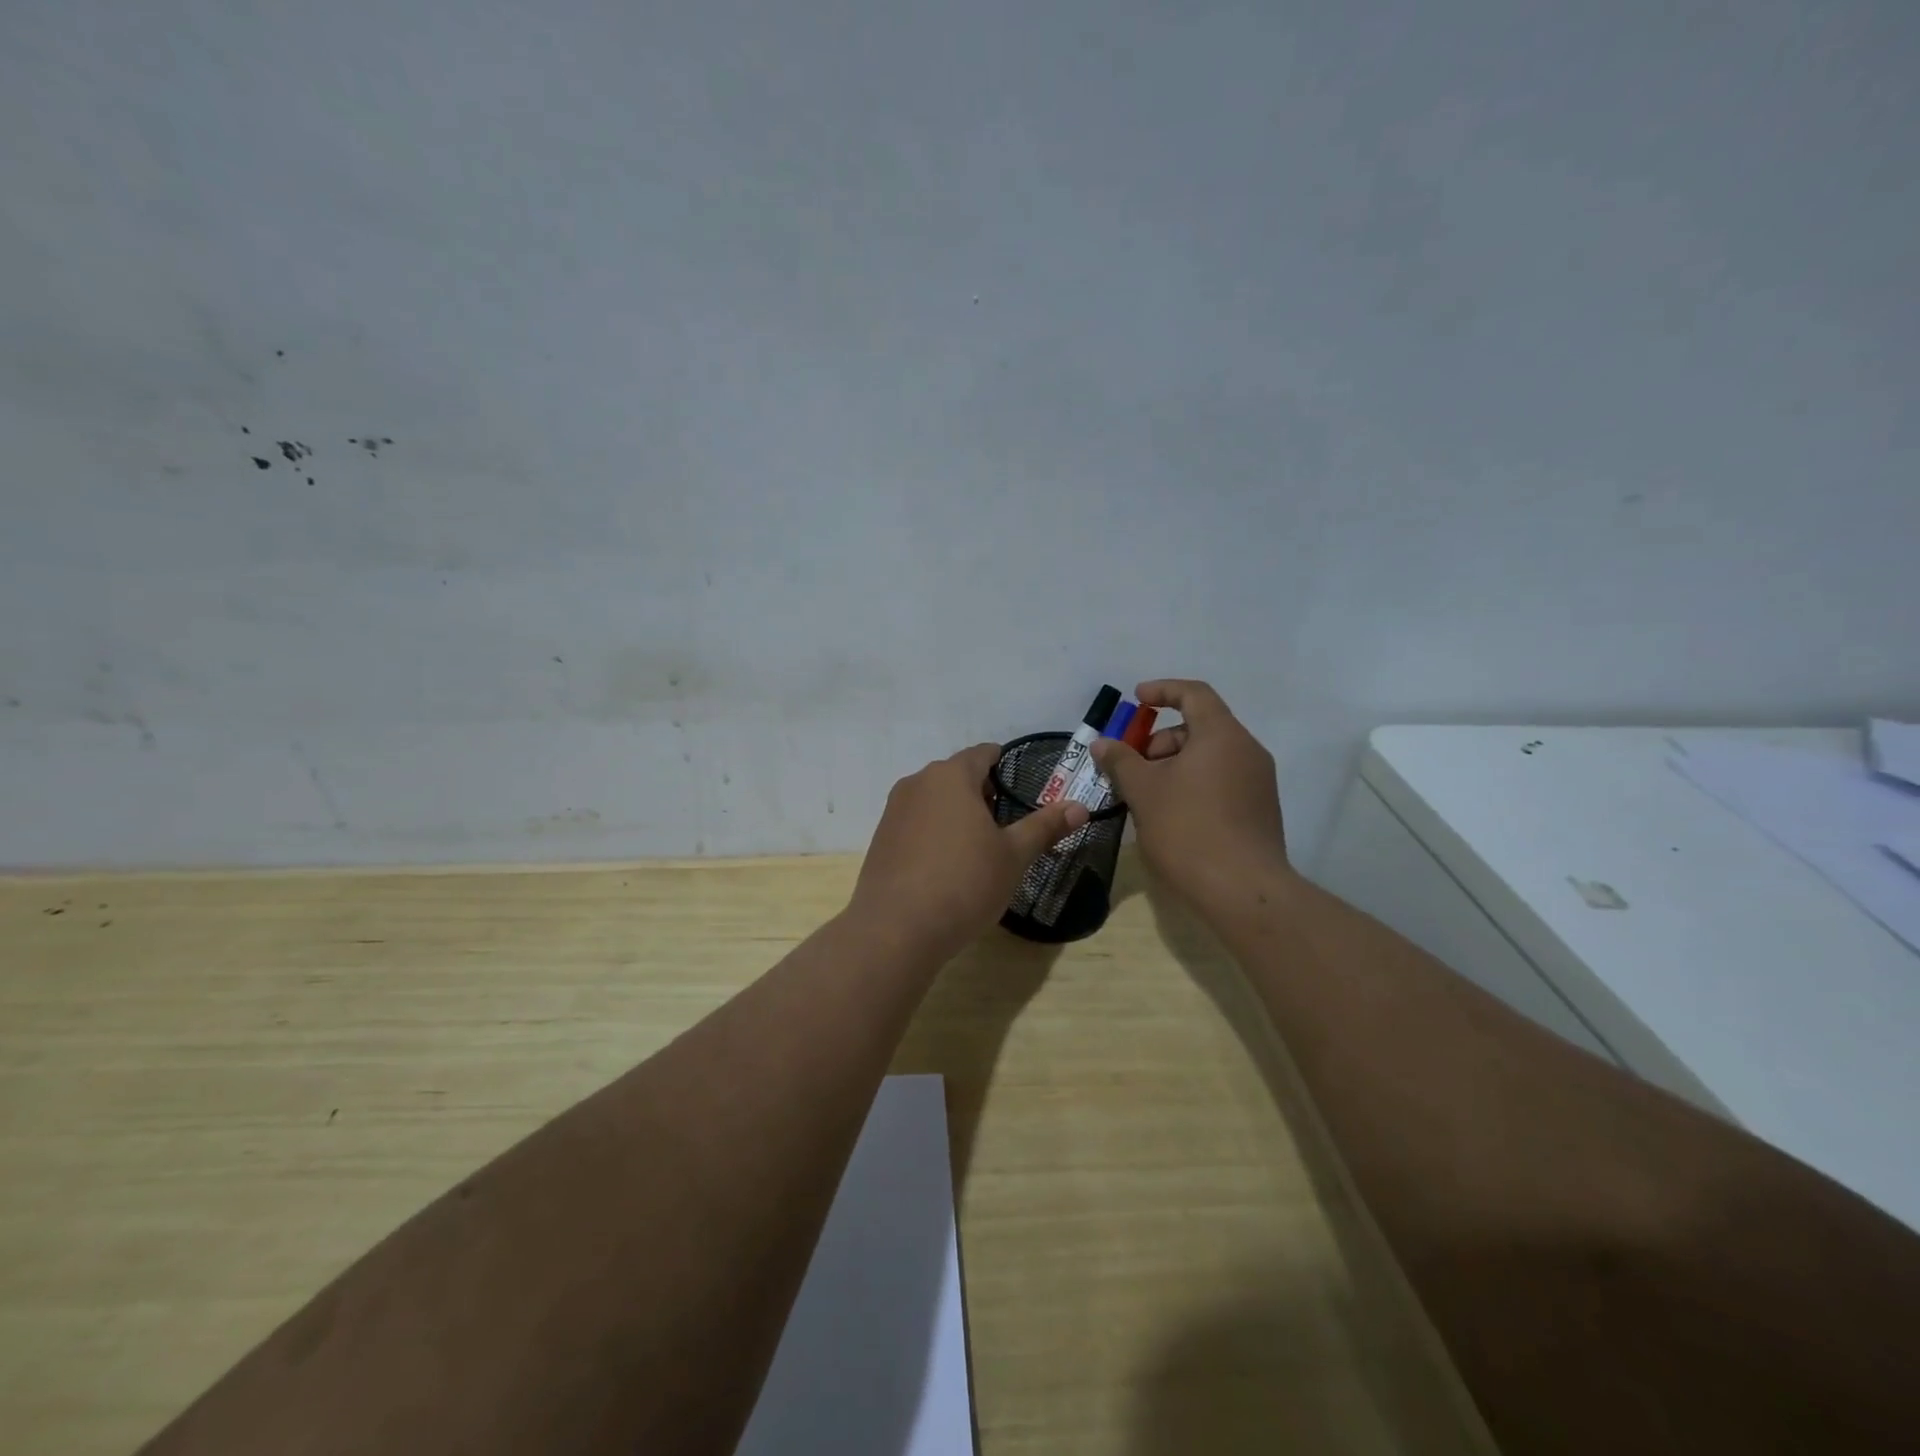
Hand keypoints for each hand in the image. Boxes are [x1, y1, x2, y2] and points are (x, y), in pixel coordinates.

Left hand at [849, 743, 1088, 961]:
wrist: (897, 928)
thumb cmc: (964, 882)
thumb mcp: (1013, 856)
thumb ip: (1045, 826)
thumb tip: (1080, 807)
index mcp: (951, 776)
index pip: (982, 754)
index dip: (1003, 763)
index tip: (1019, 782)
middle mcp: (918, 783)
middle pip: (956, 775)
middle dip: (981, 791)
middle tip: (1005, 821)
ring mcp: (894, 810)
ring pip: (933, 799)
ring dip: (956, 812)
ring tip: (978, 845)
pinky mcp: (881, 838)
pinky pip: (915, 823)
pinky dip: (934, 831)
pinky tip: (946, 864)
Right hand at [1090, 679, 1290, 916]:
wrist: (1243, 890)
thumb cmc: (1188, 829)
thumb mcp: (1143, 791)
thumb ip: (1120, 761)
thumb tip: (1102, 743)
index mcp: (1222, 735)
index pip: (1194, 694)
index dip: (1162, 691)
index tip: (1137, 700)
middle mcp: (1247, 751)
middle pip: (1200, 727)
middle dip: (1161, 740)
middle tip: (1133, 767)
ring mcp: (1258, 782)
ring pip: (1210, 757)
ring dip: (1174, 765)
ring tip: (1147, 796)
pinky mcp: (1260, 810)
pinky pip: (1222, 780)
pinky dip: (1194, 784)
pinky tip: (1172, 815)